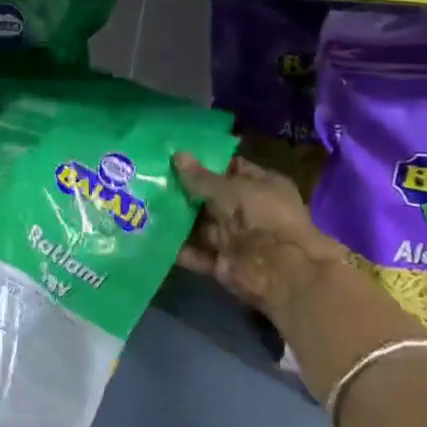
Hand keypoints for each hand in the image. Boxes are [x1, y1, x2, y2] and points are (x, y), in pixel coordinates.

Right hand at [174, 152, 426, 401]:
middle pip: (212, 199)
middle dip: (185, 192)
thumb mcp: (231, 190)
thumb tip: (177, 155)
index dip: (205, 163)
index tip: (175, 157)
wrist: (282, 271)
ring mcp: (237, 239)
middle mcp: (249, 211)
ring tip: (144, 205)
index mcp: (261, 186)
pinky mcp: (224, 264)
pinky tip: (151, 236)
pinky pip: (197, 253)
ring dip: (177, 220)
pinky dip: (178, 248)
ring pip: (201, 226)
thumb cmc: (263, 217)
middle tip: (151, 178)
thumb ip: (201, 178)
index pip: (231, 169)